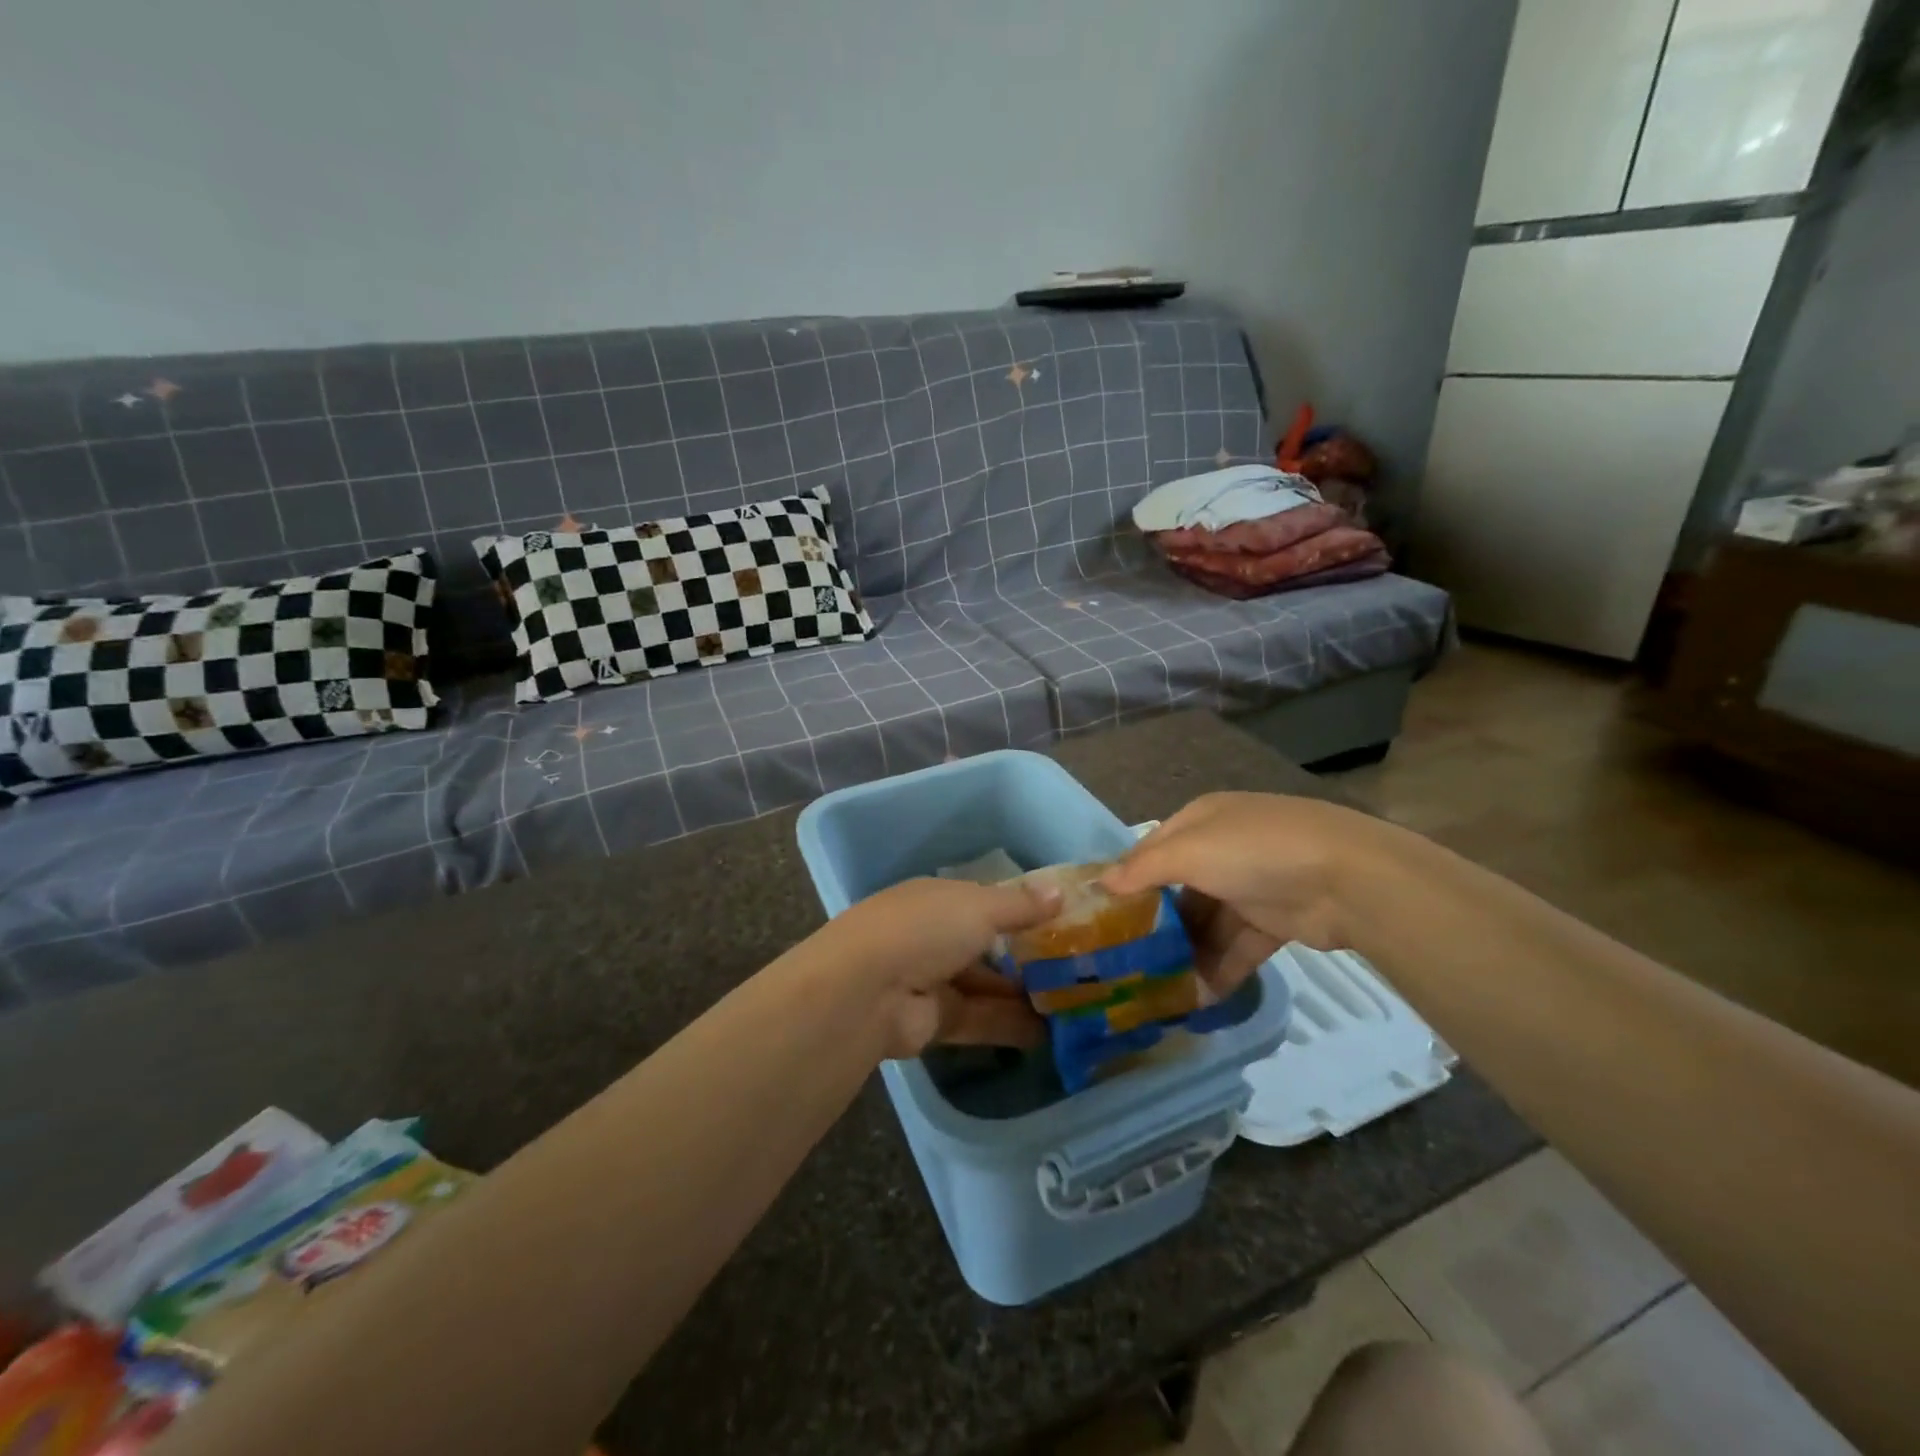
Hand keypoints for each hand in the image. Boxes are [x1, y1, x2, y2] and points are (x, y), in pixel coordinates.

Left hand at [818, 876, 1062, 1057]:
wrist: (866, 991)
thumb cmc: (924, 929)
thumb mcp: (978, 907)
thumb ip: (1020, 905)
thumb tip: (1060, 892)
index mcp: (939, 899)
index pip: (987, 901)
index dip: (1024, 909)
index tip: (1067, 920)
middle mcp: (935, 936)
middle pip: (989, 946)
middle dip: (1029, 956)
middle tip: (1080, 966)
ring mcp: (934, 980)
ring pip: (988, 986)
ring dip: (1025, 994)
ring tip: (1075, 1002)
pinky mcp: (936, 1022)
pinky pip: (982, 1021)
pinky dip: (1012, 1025)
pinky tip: (1052, 1032)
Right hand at [1101, 792, 1391, 999]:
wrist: (1349, 880)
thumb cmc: (1254, 852)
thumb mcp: (1189, 852)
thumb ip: (1142, 869)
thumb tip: (1100, 883)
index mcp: (1201, 821)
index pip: (1152, 850)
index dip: (1127, 880)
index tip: (1101, 917)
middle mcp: (1223, 848)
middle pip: (1178, 890)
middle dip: (1156, 924)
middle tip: (1126, 961)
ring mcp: (1251, 885)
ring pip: (1207, 923)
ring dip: (1186, 954)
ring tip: (1157, 990)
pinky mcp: (1274, 921)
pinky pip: (1236, 946)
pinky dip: (1219, 969)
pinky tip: (1198, 998)